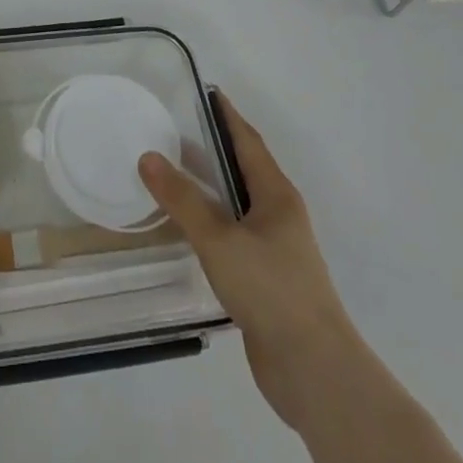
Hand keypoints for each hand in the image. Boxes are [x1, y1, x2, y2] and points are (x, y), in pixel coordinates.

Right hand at [139, 93, 350, 432]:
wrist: (314, 370)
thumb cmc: (271, 290)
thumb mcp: (220, 239)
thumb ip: (183, 199)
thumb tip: (148, 157)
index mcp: (276, 194)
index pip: (248, 141)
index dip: (227, 115)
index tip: (206, 91)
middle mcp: (279, 214)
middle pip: (243, 168)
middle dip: (214, 146)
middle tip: (175, 128)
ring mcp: (275, 248)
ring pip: (238, 203)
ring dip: (210, 185)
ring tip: (173, 171)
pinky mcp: (266, 279)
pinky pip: (234, 234)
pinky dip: (211, 220)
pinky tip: (188, 227)